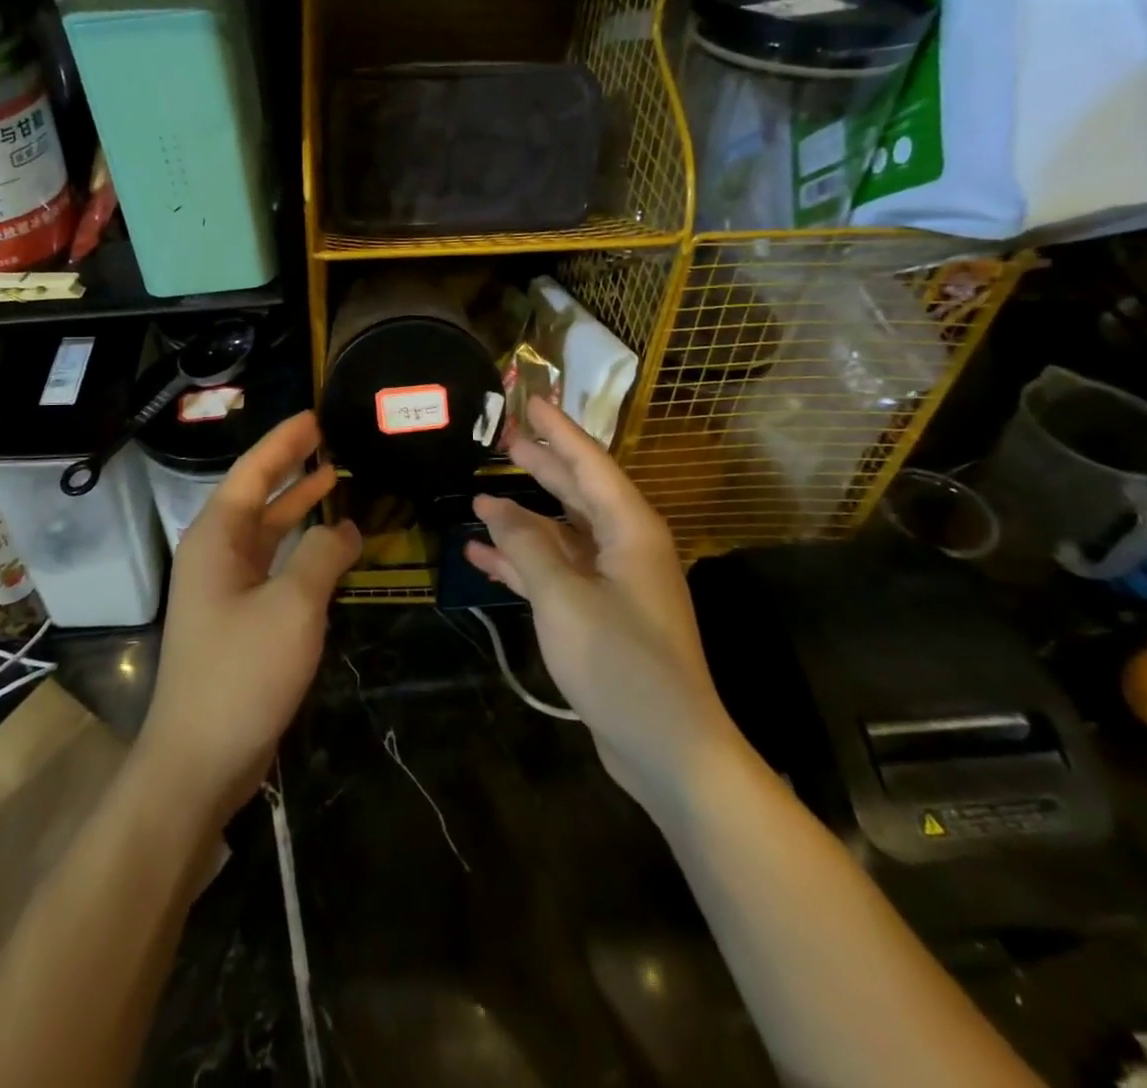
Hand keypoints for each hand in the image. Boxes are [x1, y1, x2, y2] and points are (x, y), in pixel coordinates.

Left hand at [136, 412, 360, 828]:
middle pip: (256, 497)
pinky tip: (328, 547)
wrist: (199, 760)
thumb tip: (342, 528)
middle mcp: (215, 556)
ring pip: (265, 533)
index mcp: (216, 539)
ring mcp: (224, 589)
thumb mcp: (292, 607)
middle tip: (328, 441)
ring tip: (333, 481)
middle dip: (290, 468)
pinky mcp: (238, 619)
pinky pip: (272, 567)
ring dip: (297, 508)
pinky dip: (299, 550)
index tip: (313, 418)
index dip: (282, 443)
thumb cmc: (242, 673)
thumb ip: (320, 557)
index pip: (251, 474)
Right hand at [466, 397, 732, 802]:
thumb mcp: (564, 597)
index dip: (558, 430)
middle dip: (540, 464)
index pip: (589, 462)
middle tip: (502, 438)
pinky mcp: (599, 612)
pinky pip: (556, 572)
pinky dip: (523, 562)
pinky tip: (481, 556)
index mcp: (630, 529)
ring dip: (522, 518)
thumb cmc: (621, 662)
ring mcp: (613, 581)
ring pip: (561, 533)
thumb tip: (492, 505)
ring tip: (480, 496)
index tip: (531, 399)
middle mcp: (625, 545)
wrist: (667, 747)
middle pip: (577, 491)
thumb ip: (527, 545)